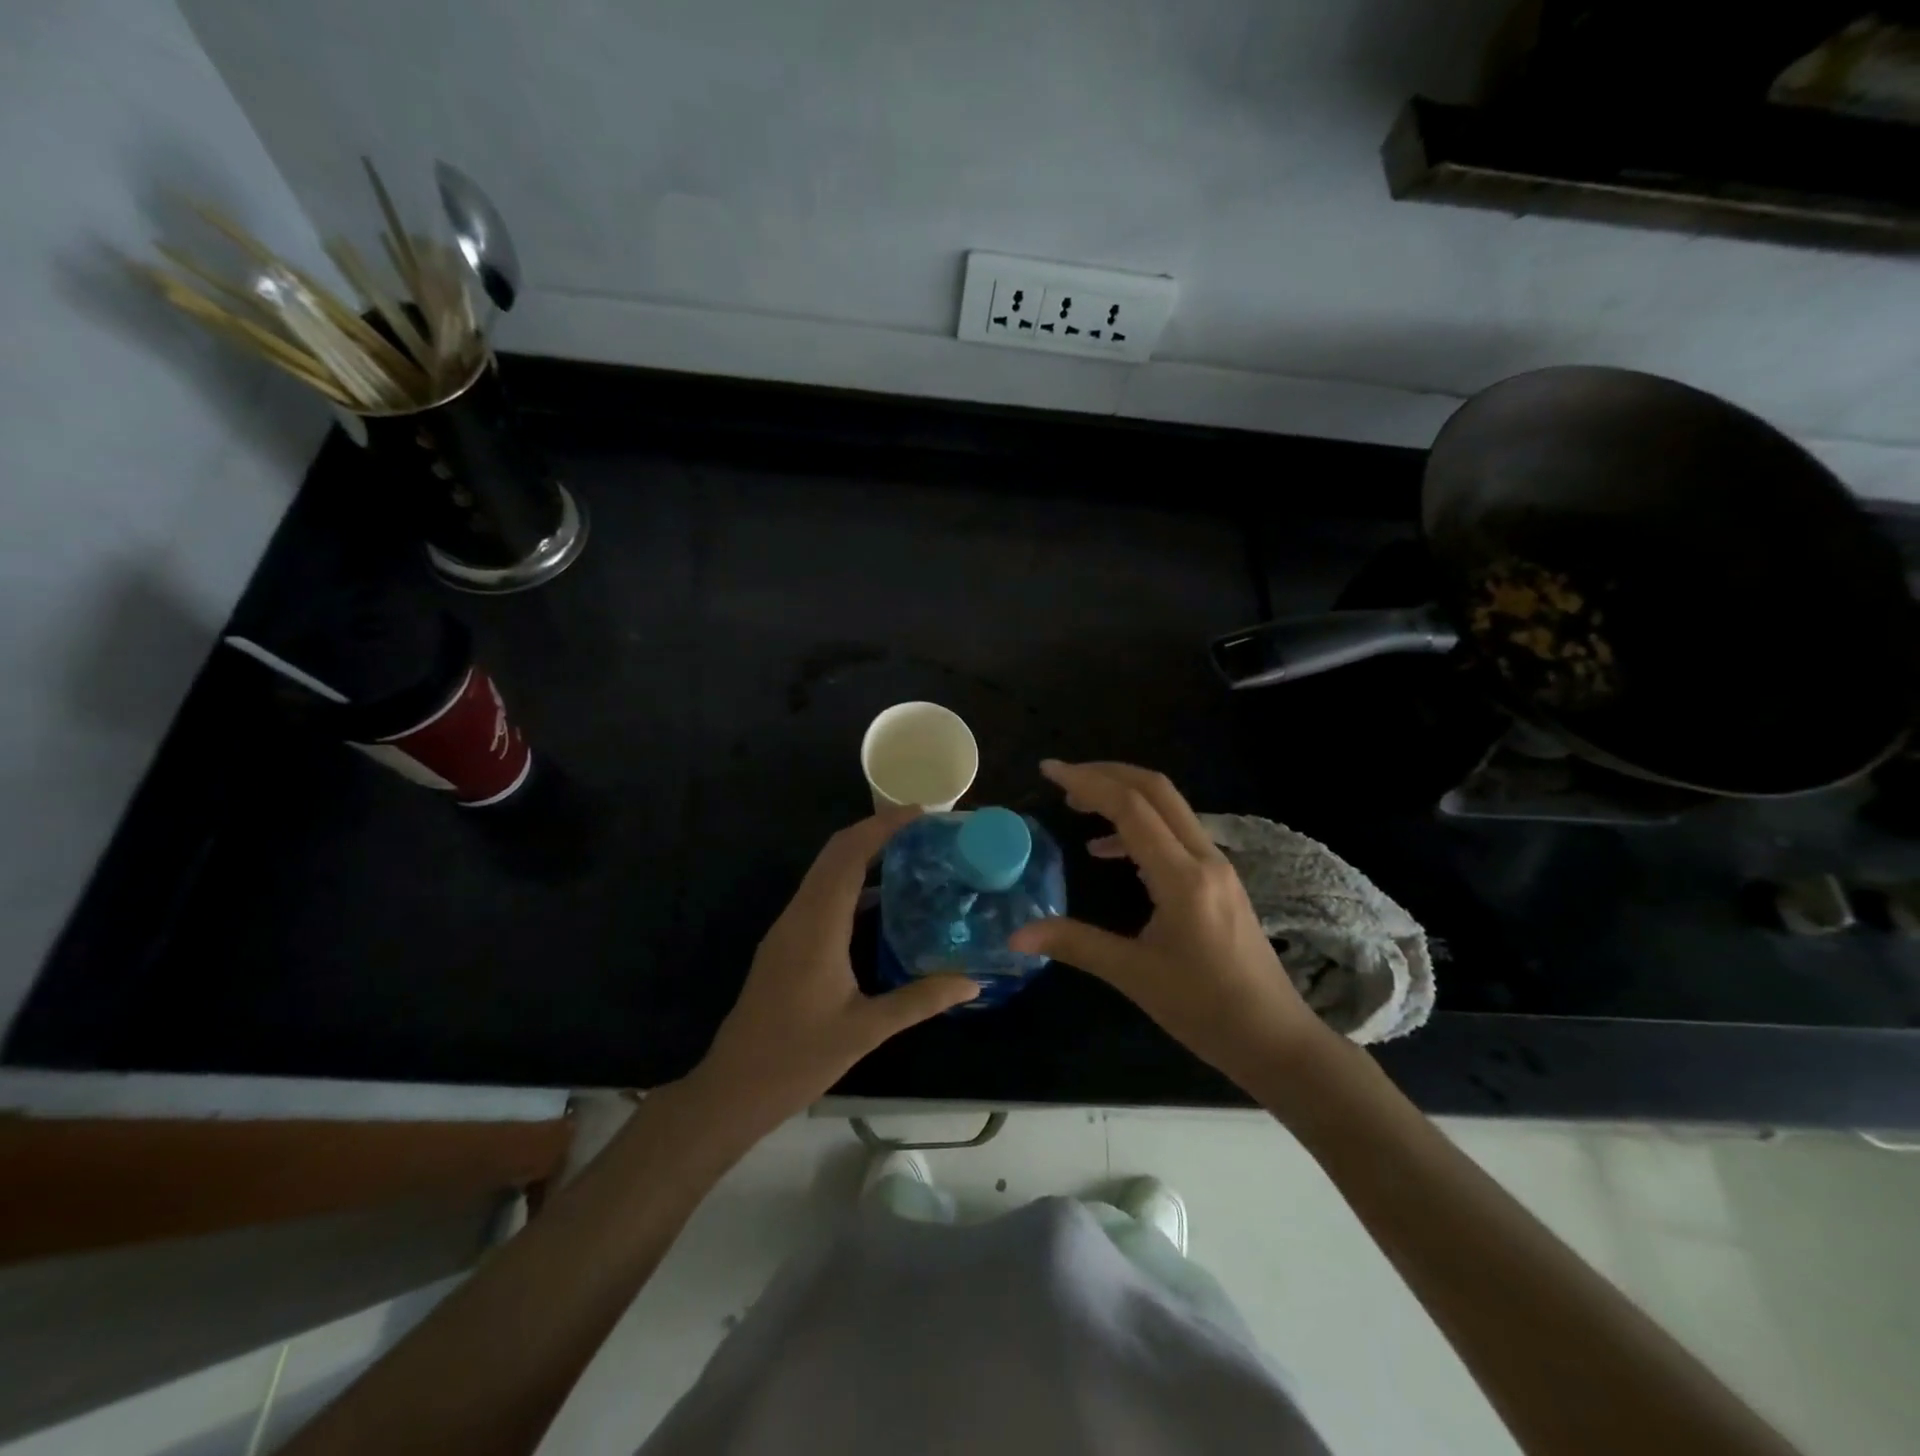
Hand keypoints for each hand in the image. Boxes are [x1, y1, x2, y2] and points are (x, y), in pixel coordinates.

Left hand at [695, 808, 977, 1129]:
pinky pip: (821, 895)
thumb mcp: (865, 1030)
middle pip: (835, 854)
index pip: (849, 855)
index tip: (921, 813)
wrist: (733, 1088)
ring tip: (909, 855)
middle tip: (923, 830)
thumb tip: (972, 983)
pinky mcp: (787, 943)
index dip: (882, 827)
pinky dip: (851, 882)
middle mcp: (799, 915)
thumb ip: (919, 1000)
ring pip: (825, 873)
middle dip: (876, 831)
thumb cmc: (798, 1057)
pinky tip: (882, 901)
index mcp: (817, 924)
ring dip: (862, 854)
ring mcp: (788, 928)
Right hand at [1009, 760, 1327, 1084]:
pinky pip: (1176, 832)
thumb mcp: (1133, 976)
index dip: (1087, 782)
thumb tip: (1015, 937)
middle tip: (1062, 779)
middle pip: (1156, 790)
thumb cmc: (1205, 1009)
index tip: (1048, 770)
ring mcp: (1217, 866)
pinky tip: (1108, 850)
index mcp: (1183, 877)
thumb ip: (1075, 944)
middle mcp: (1205, 858)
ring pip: (1169, 807)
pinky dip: (1138, 826)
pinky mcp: (1219, 879)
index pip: (1131, 808)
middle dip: (1107, 774)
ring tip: (1079, 806)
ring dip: (1124, 795)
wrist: (1274, 1038)